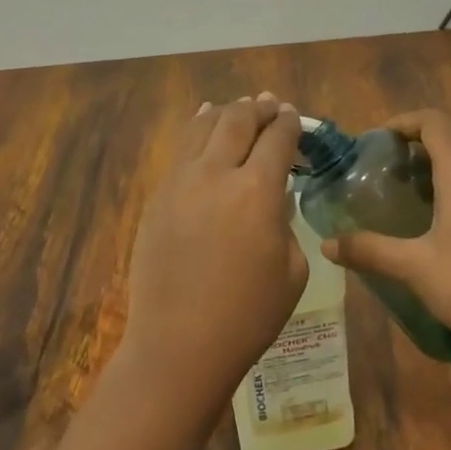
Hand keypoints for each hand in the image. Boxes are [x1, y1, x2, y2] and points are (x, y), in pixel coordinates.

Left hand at [119, 94, 308, 415]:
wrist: (180, 343)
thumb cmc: (248, 315)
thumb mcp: (291, 269)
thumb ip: (284, 221)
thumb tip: (272, 197)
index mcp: (257, 191)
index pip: (276, 139)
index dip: (288, 123)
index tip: (292, 116)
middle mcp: (216, 174)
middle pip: (238, 121)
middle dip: (257, 109)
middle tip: (268, 105)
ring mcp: (180, 182)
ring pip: (203, 126)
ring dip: (225, 112)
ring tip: (237, 108)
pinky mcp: (158, 195)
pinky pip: (180, 149)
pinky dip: (196, 129)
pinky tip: (202, 123)